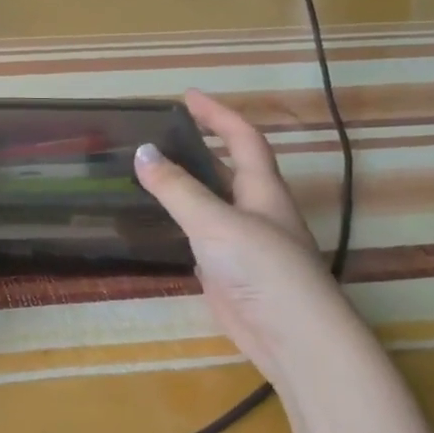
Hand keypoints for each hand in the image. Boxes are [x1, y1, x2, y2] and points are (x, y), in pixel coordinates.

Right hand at [134, 91, 342, 379]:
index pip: (243, 139)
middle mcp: (255, 211)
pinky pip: (200, 234)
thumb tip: (141, 151)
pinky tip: (157, 222)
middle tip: (161, 131)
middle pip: (228, 167)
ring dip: (187, 183)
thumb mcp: (215, 222)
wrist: (292, 337)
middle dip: (201, 145)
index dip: (219, 114)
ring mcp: (242, 243)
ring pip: (212, 202)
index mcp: (263, 190)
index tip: (188, 96)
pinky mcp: (228, 271)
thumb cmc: (262, 269)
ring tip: (149, 169)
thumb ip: (177, 189)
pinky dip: (180, 220)